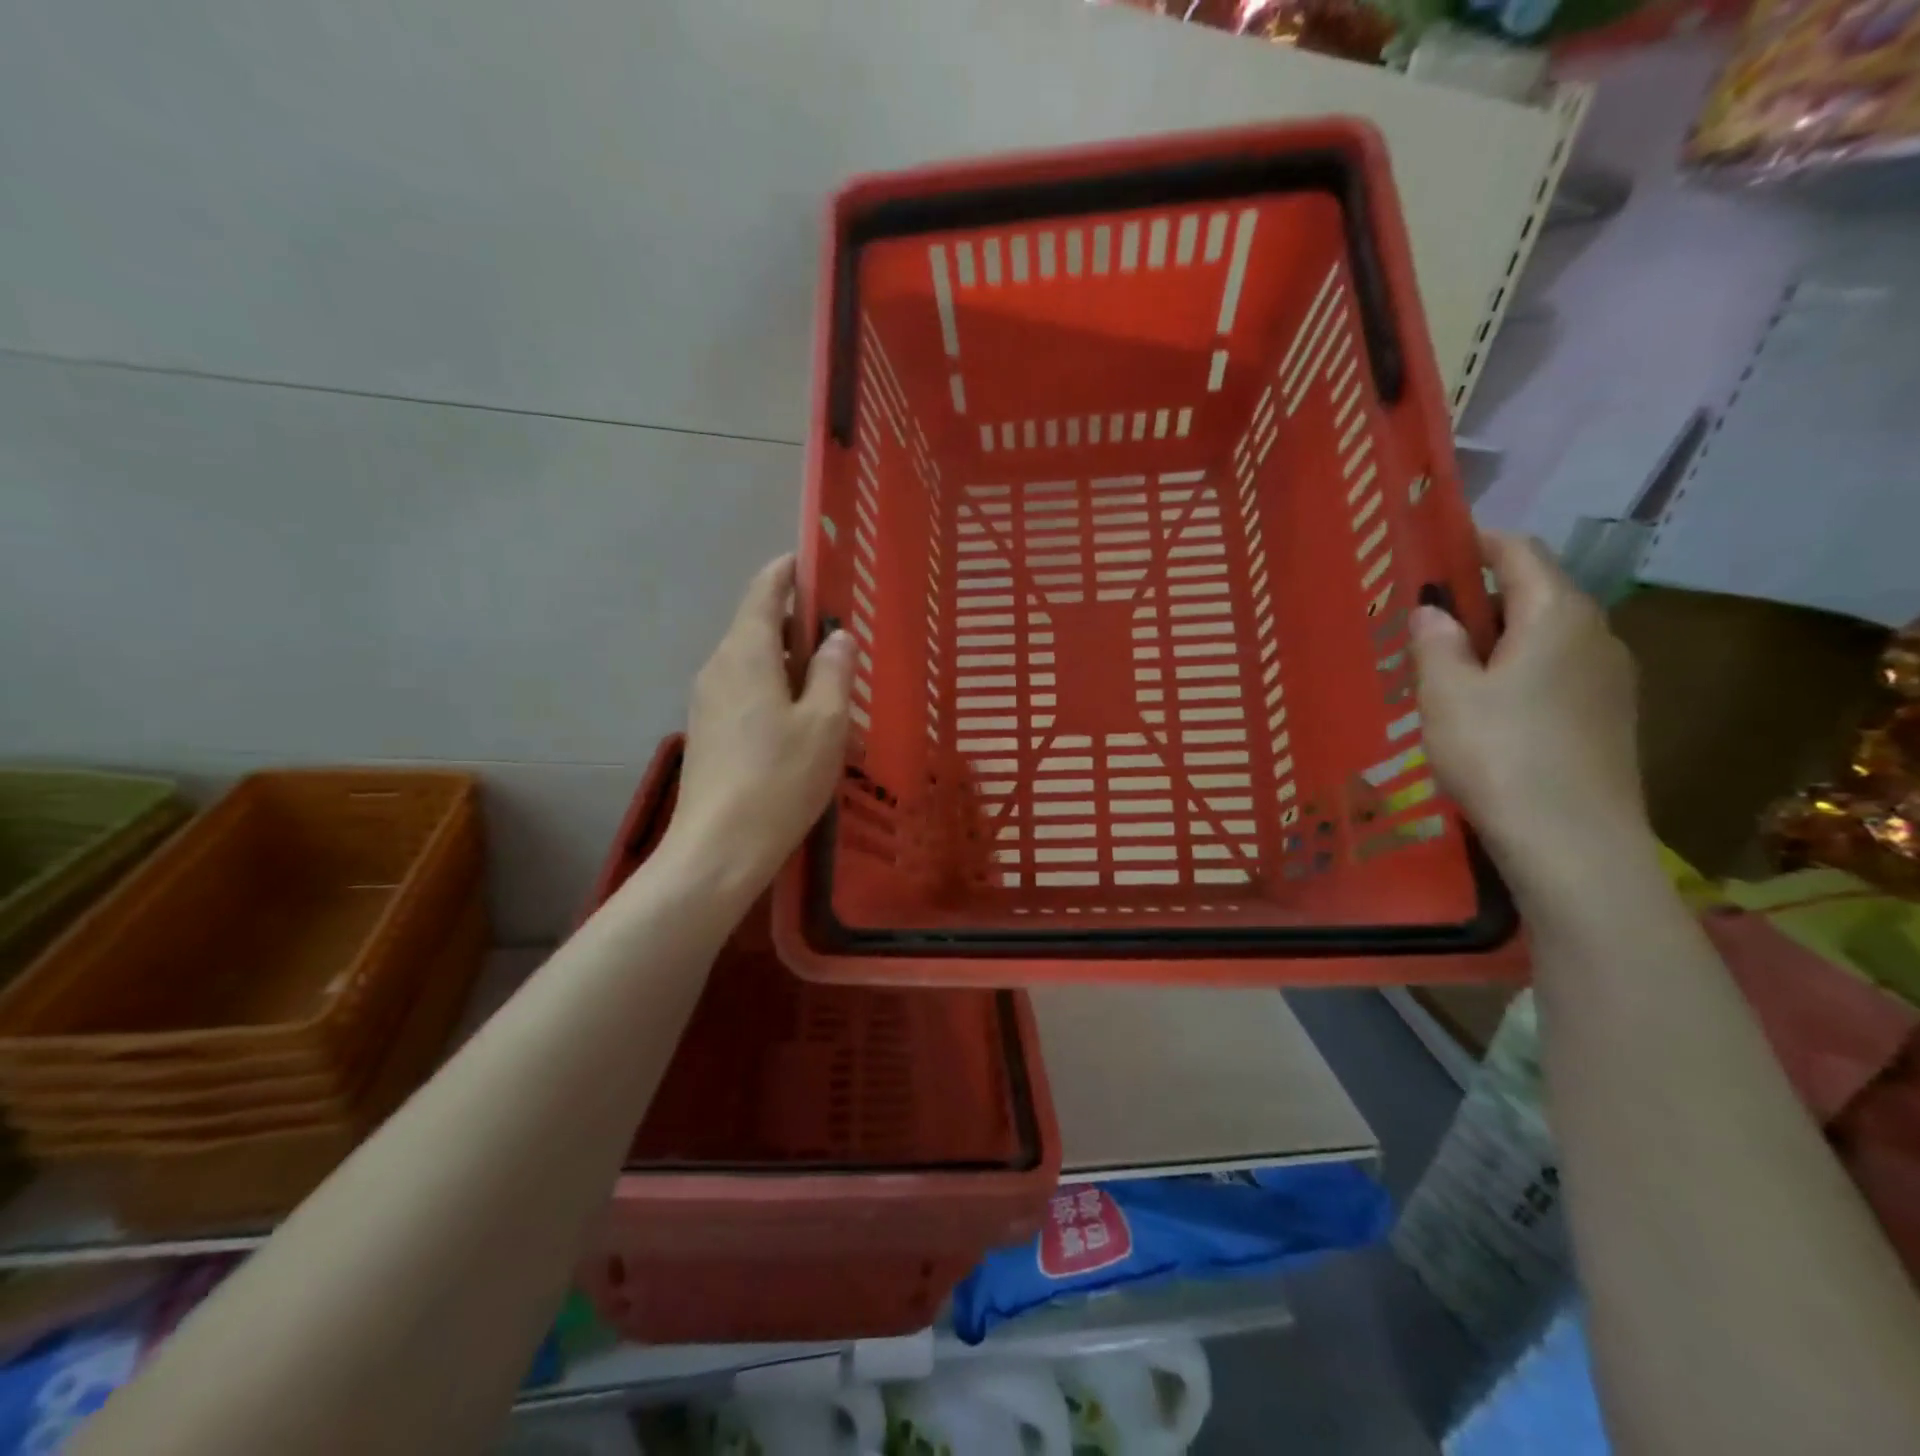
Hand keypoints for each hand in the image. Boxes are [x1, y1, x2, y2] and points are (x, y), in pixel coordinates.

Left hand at [662, 555, 853, 897]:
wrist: (718, 848)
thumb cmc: (780, 779)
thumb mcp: (825, 723)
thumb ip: (833, 672)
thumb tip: (837, 638)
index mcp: (747, 653)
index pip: (764, 591)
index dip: (788, 572)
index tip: (813, 564)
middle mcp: (719, 666)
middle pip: (758, 626)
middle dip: (797, 625)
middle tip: (840, 639)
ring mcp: (707, 700)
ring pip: (752, 663)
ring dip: (788, 664)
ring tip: (828, 687)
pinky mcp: (707, 731)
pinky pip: (744, 692)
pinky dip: (774, 691)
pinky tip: (800, 723)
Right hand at [1410, 532, 1648, 876]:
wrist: (1572, 843)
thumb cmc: (1499, 754)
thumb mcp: (1446, 693)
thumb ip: (1435, 642)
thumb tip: (1432, 610)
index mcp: (1557, 615)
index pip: (1520, 553)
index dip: (1476, 543)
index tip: (1433, 549)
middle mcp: (1595, 634)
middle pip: (1535, 592)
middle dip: (1479, 597)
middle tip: (1423, 619)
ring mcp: (1609, 678)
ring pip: (1545, 636)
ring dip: (1496, 638)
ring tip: (1444, 666)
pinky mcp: (1608, 717)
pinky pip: (1556, 671)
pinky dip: (1516, 670)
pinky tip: (1483, 707)